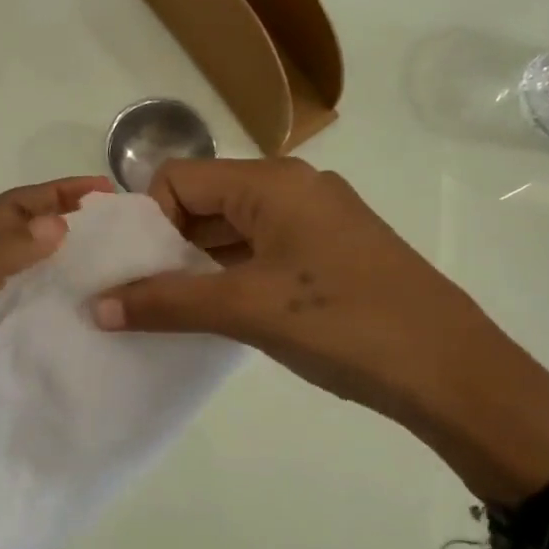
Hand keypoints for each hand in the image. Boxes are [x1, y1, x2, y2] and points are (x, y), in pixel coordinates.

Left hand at [0, 176, 112, 497]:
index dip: (54, 195)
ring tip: (129, 305)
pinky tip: (96, 360)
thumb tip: (58, 223)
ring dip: (74, 299)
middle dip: (76, 247)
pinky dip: (60, 350)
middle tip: (134, 255)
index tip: (106, 196)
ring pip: (34, 308)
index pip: (11, 214)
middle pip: (29, 259)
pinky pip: (30, 356)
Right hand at [91, 158, 548, 504]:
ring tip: (169, 311)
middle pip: (205, 201)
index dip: (147, 222)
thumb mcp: (245, 309)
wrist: (450, 370)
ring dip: (197, 265)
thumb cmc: (342, 323)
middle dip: (166, 246)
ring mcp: (316, 222)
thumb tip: (97, 307)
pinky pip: (262, 253)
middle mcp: (293, 188)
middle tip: (139, 296)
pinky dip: (230, 277)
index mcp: (272, 182)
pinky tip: (216, 315)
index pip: (179, 179)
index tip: (132, 273)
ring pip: (233, 230)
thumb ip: (166, 302)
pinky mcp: (330, 254)